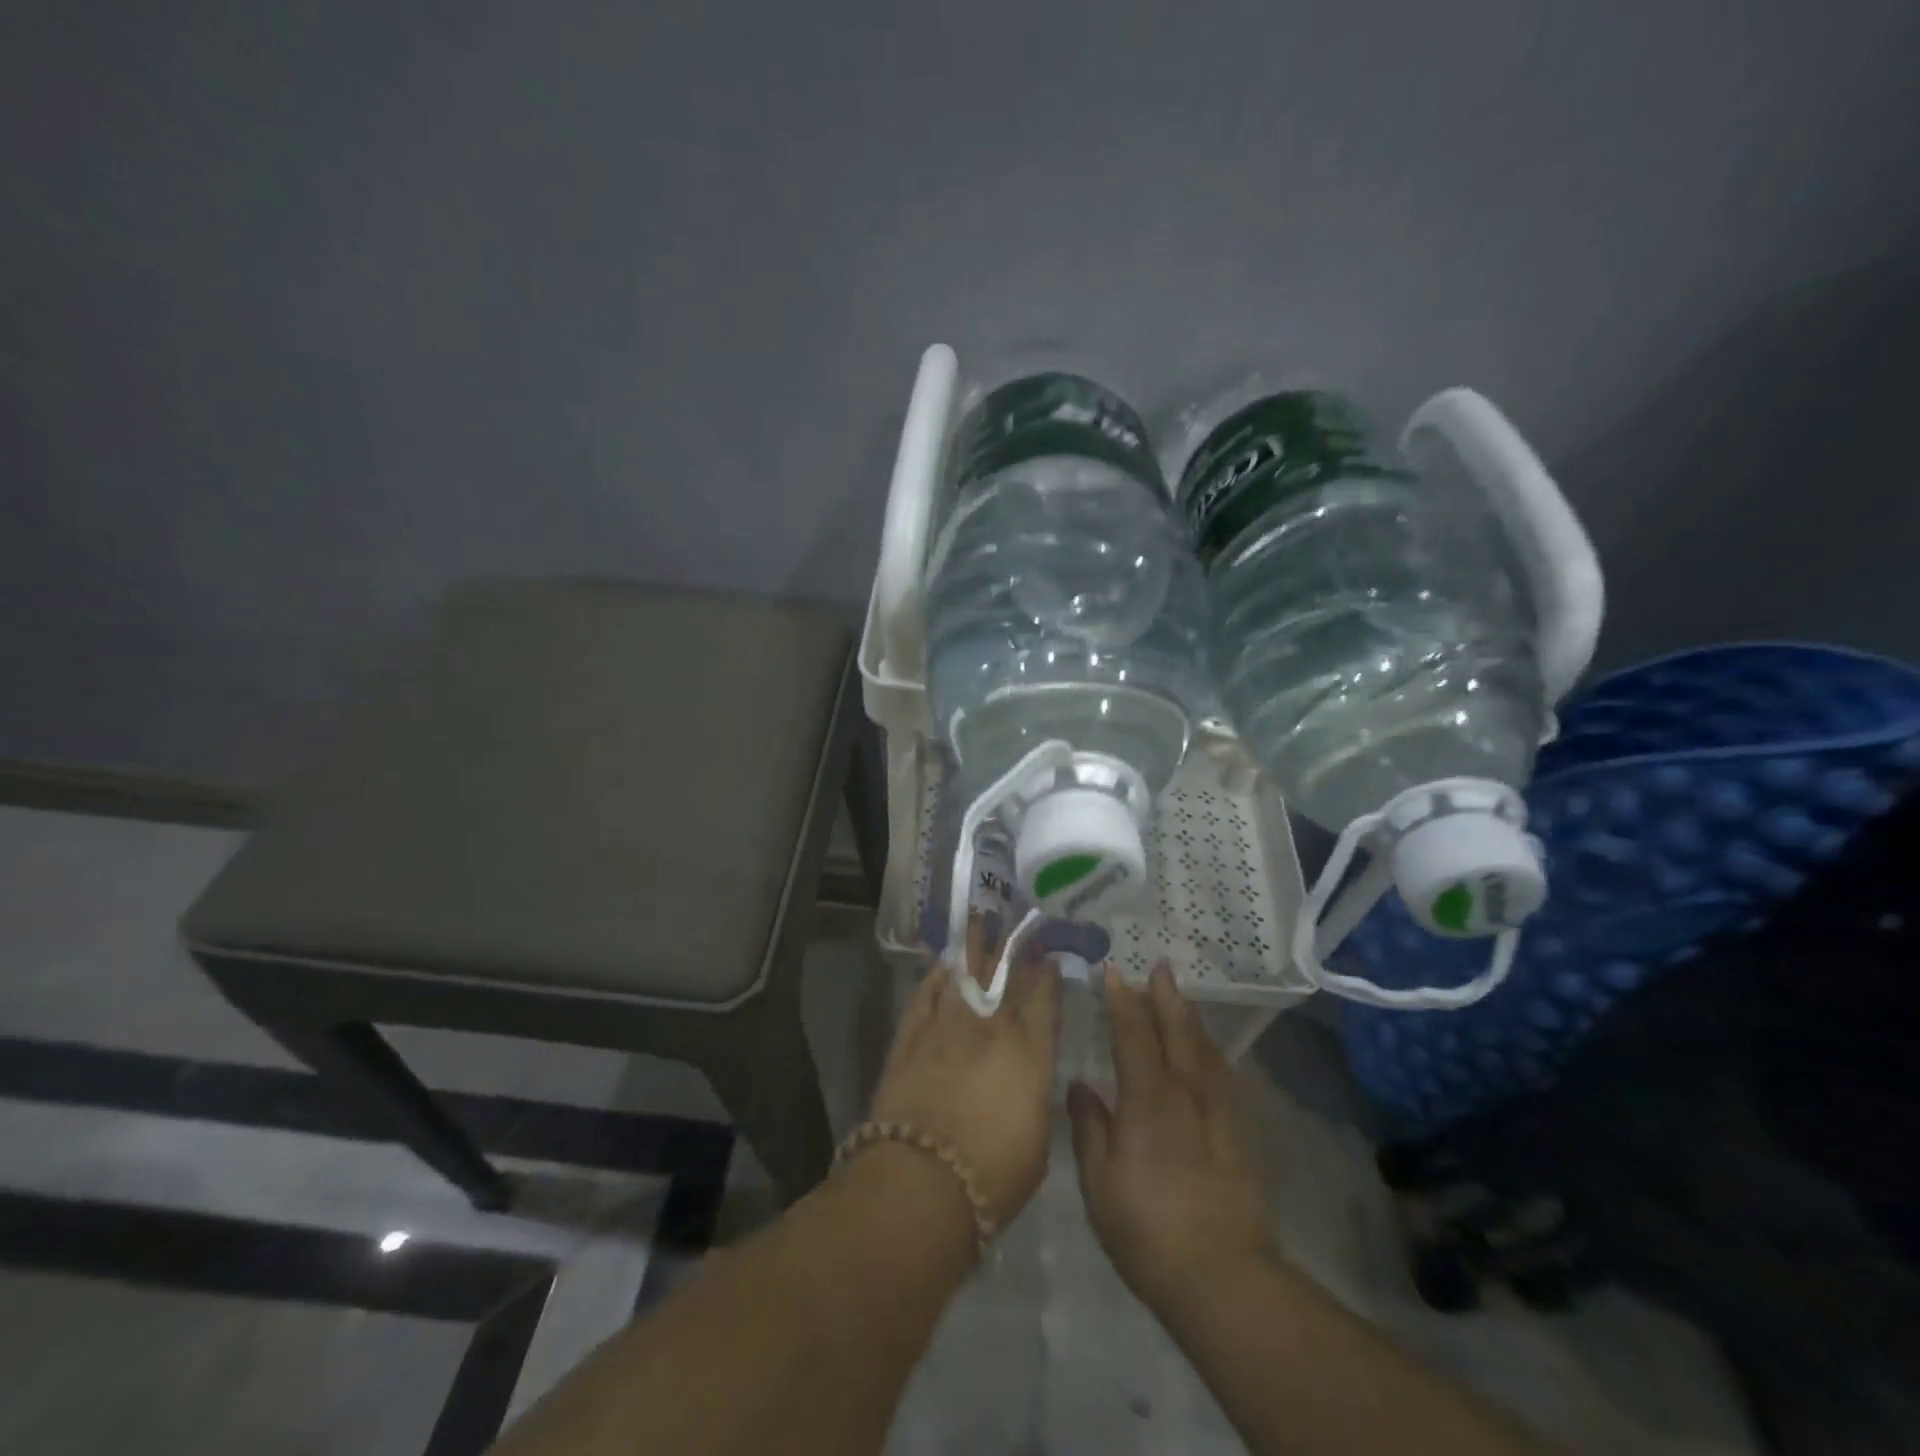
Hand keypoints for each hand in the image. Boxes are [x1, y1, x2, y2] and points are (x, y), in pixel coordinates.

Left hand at [867, 918, 1061, 1227]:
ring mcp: (947, 1026)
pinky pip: (926, 996)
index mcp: (1030, 1051)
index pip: (1043, 997)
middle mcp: (990, 1027)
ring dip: (972, 948)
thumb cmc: (994, 1175)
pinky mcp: (910, 1037)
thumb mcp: (1038, 1139)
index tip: (1047, 955)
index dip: (1046, 972)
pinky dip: (935, 978)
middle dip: (1011, 947)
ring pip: (963, 974)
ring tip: (978, 923)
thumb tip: (1028, 1074)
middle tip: (1013, 923)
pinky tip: (942, 966)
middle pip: (1003, 975)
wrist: (922, 1182)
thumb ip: (1034, 1093)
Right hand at [1068, 963, 1276, 1319]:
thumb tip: (1080, 1084)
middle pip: (1177, 1031)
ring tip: (1182, 999)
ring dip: (1190, 1018)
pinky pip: (1224, 1076)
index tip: (1114, 971)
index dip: (1123, 1000)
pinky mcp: (1239, 1134)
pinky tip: (1211, 1055)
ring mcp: (1217, 1113)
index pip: (1133, 1033)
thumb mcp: (1099, 1182)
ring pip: (1205, 1050)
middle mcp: (1186, 1092)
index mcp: (1148, 1098)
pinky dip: (1212, 1053)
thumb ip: (1089, 1127)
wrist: (1223, 1276)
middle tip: (1160, 966)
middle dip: (1166, 996)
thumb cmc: (1147, 1228)